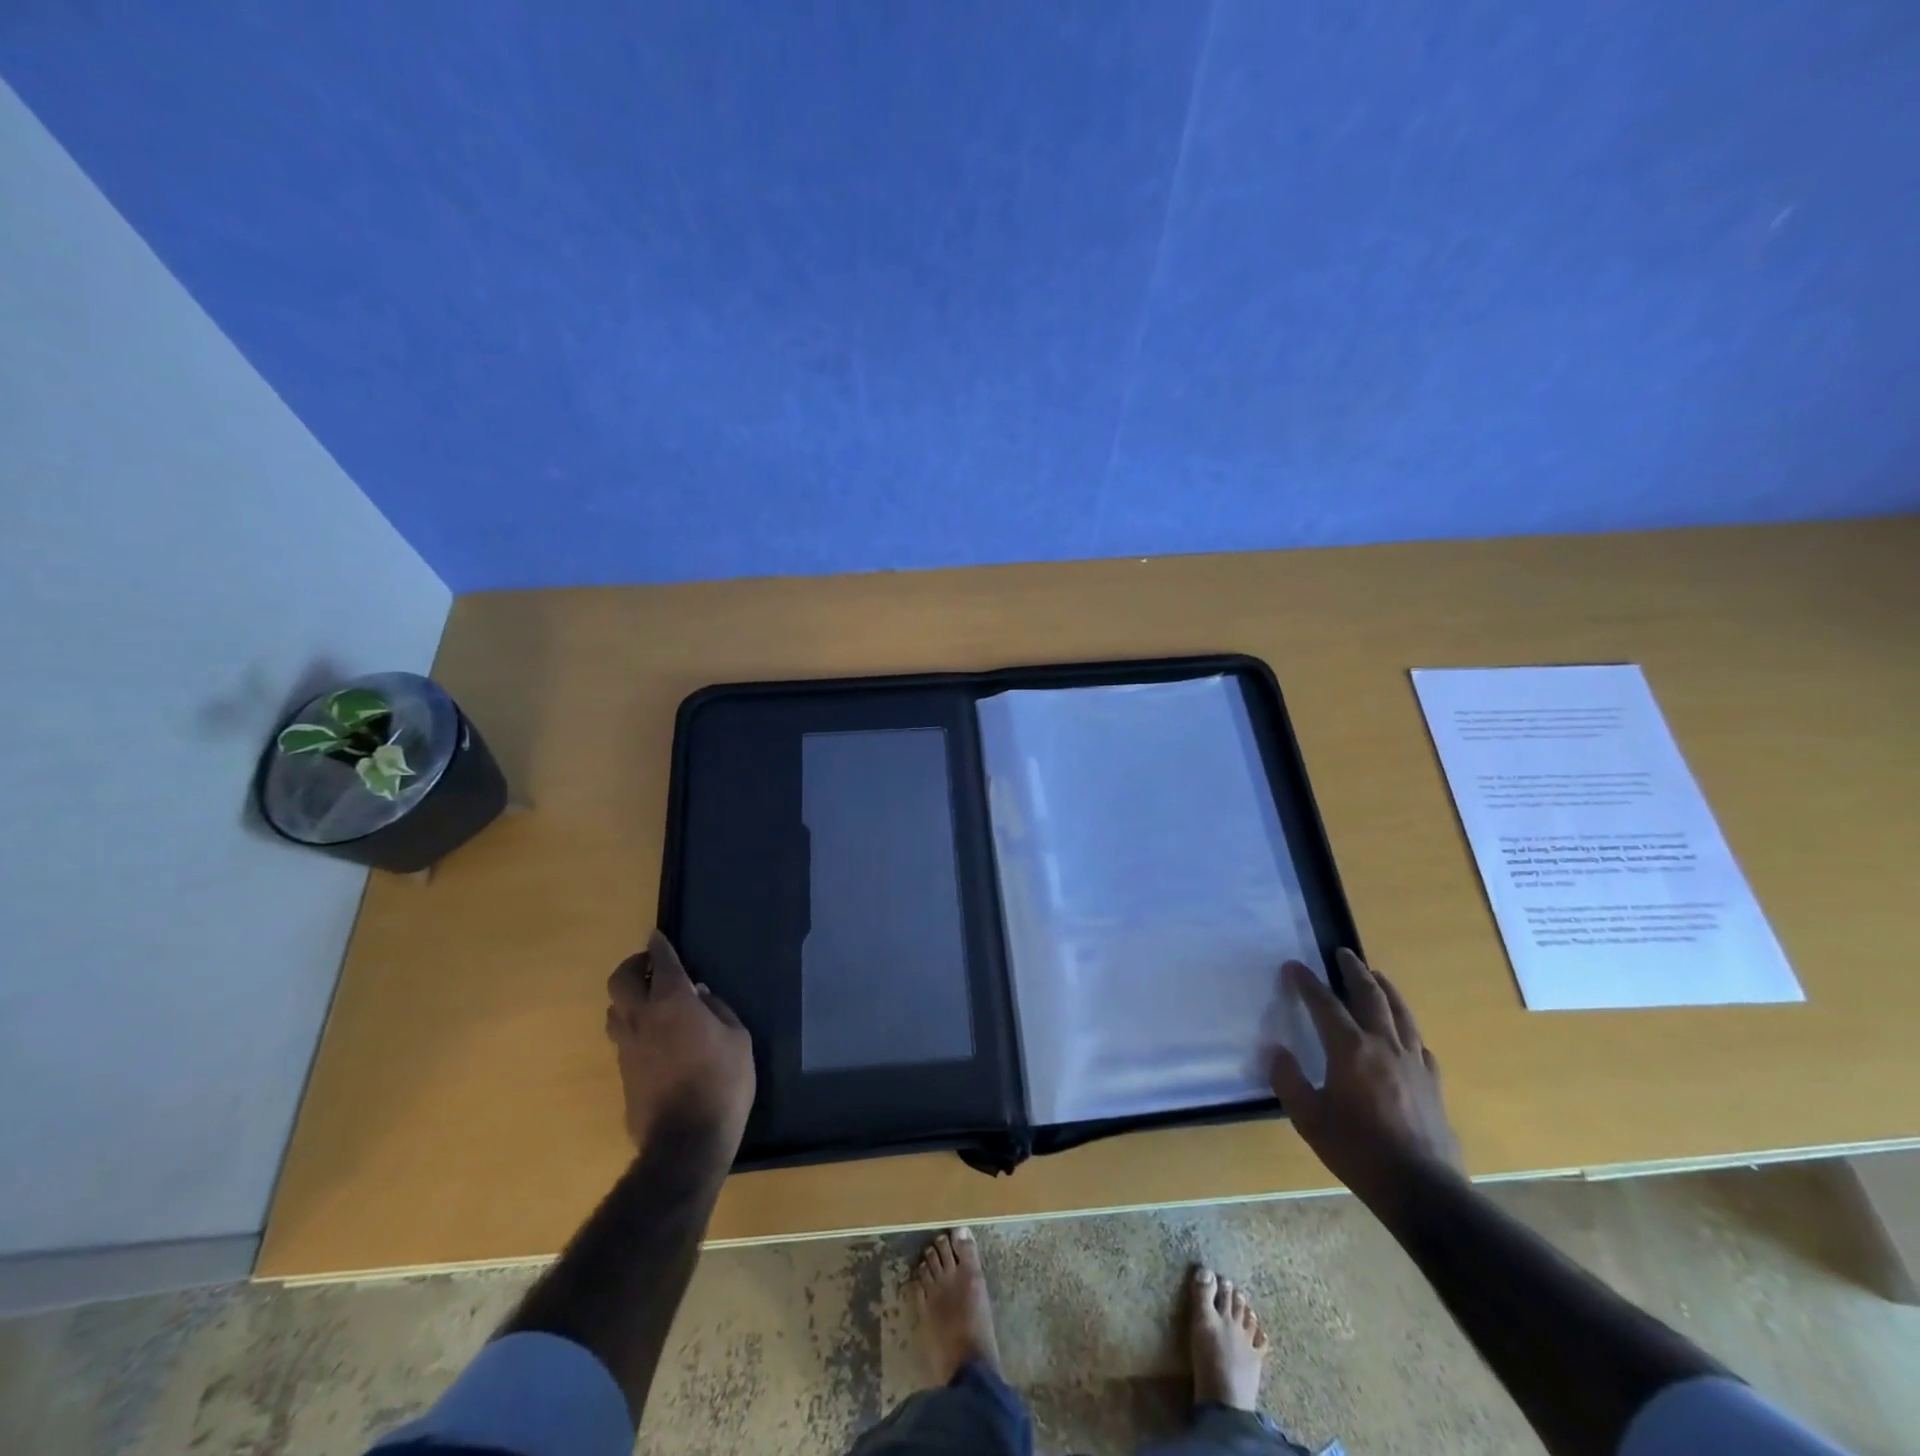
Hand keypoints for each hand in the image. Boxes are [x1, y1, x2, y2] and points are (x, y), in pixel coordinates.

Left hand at [605, 930, 755, 1155]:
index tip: (656, 936)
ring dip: (627, 998)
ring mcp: (627, 1047)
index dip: (659, 947)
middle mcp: (643, 1018)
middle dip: (632, 966)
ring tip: (648, 1000)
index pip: (661, 963)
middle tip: (649, 966)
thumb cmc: (723, 1082)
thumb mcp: (738, 1039)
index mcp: (673, 1002)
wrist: (686, 1141)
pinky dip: (632, 1025)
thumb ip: (717, 1010)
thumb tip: (700, 995)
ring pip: (614, 1010)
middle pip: (620, 981)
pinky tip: (653, 1035)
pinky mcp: (623, 1073)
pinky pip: (622, 1037)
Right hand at [1268, 949, 1463, 1206]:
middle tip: (1344, 953)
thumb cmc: (1357, 1150)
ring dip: (1386, 989)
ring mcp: (1413, 1063)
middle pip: (1370, 996)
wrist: (1422, 1188)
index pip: (1324, 1004)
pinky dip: (1407, 1028)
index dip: (1307, 982)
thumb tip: (1274, 1050)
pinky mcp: (1433, 1083)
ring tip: (1377, 975)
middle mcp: (1384, 1045)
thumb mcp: (1308, 1118)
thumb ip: (1288, 1080)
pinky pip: (1419, 1043)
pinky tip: (1404, 1033)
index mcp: (1350, 1049)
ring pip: (1400, 1013)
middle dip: (1354, 971)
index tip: (1293, 966)